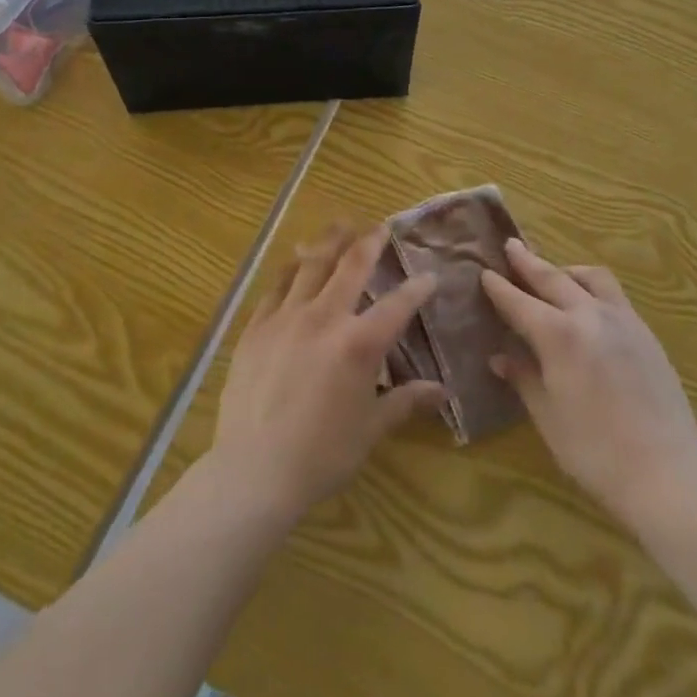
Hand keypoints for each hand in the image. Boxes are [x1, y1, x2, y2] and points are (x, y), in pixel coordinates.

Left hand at [208, 224, 444, 523]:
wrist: (253, 471)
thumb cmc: (320, 455)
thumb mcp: (370, 430)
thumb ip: (405, 402)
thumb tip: (442, 392)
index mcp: (359, 343)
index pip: (397, 305)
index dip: (417, 289)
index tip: (429, 276)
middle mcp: (325, 317)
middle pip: (351, 266)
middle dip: (369, 242)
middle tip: (380, 227)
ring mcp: (286, 317)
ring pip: (311, 264)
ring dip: (329, 241)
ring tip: (340, 225)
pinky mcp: (256, 326)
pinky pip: (276, 286)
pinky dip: (290, 268)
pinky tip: (295, 260)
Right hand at [481, 237, 696, 526]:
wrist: (667, 474)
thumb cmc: (595, 451)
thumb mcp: (548, 417)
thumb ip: (524, 378)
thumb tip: (500, 357)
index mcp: (558, 335)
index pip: (519, 302)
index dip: (499, 288)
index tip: (484, 272)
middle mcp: (588, 315)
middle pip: (552, 278)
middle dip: (528, 262)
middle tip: (511, 246)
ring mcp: (622, 320)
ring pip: (590, 278)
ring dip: (566, 270)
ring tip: (555, 274)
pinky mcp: (646, 333)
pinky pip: (614, 295)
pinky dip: (593, 288)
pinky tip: (590, 305)